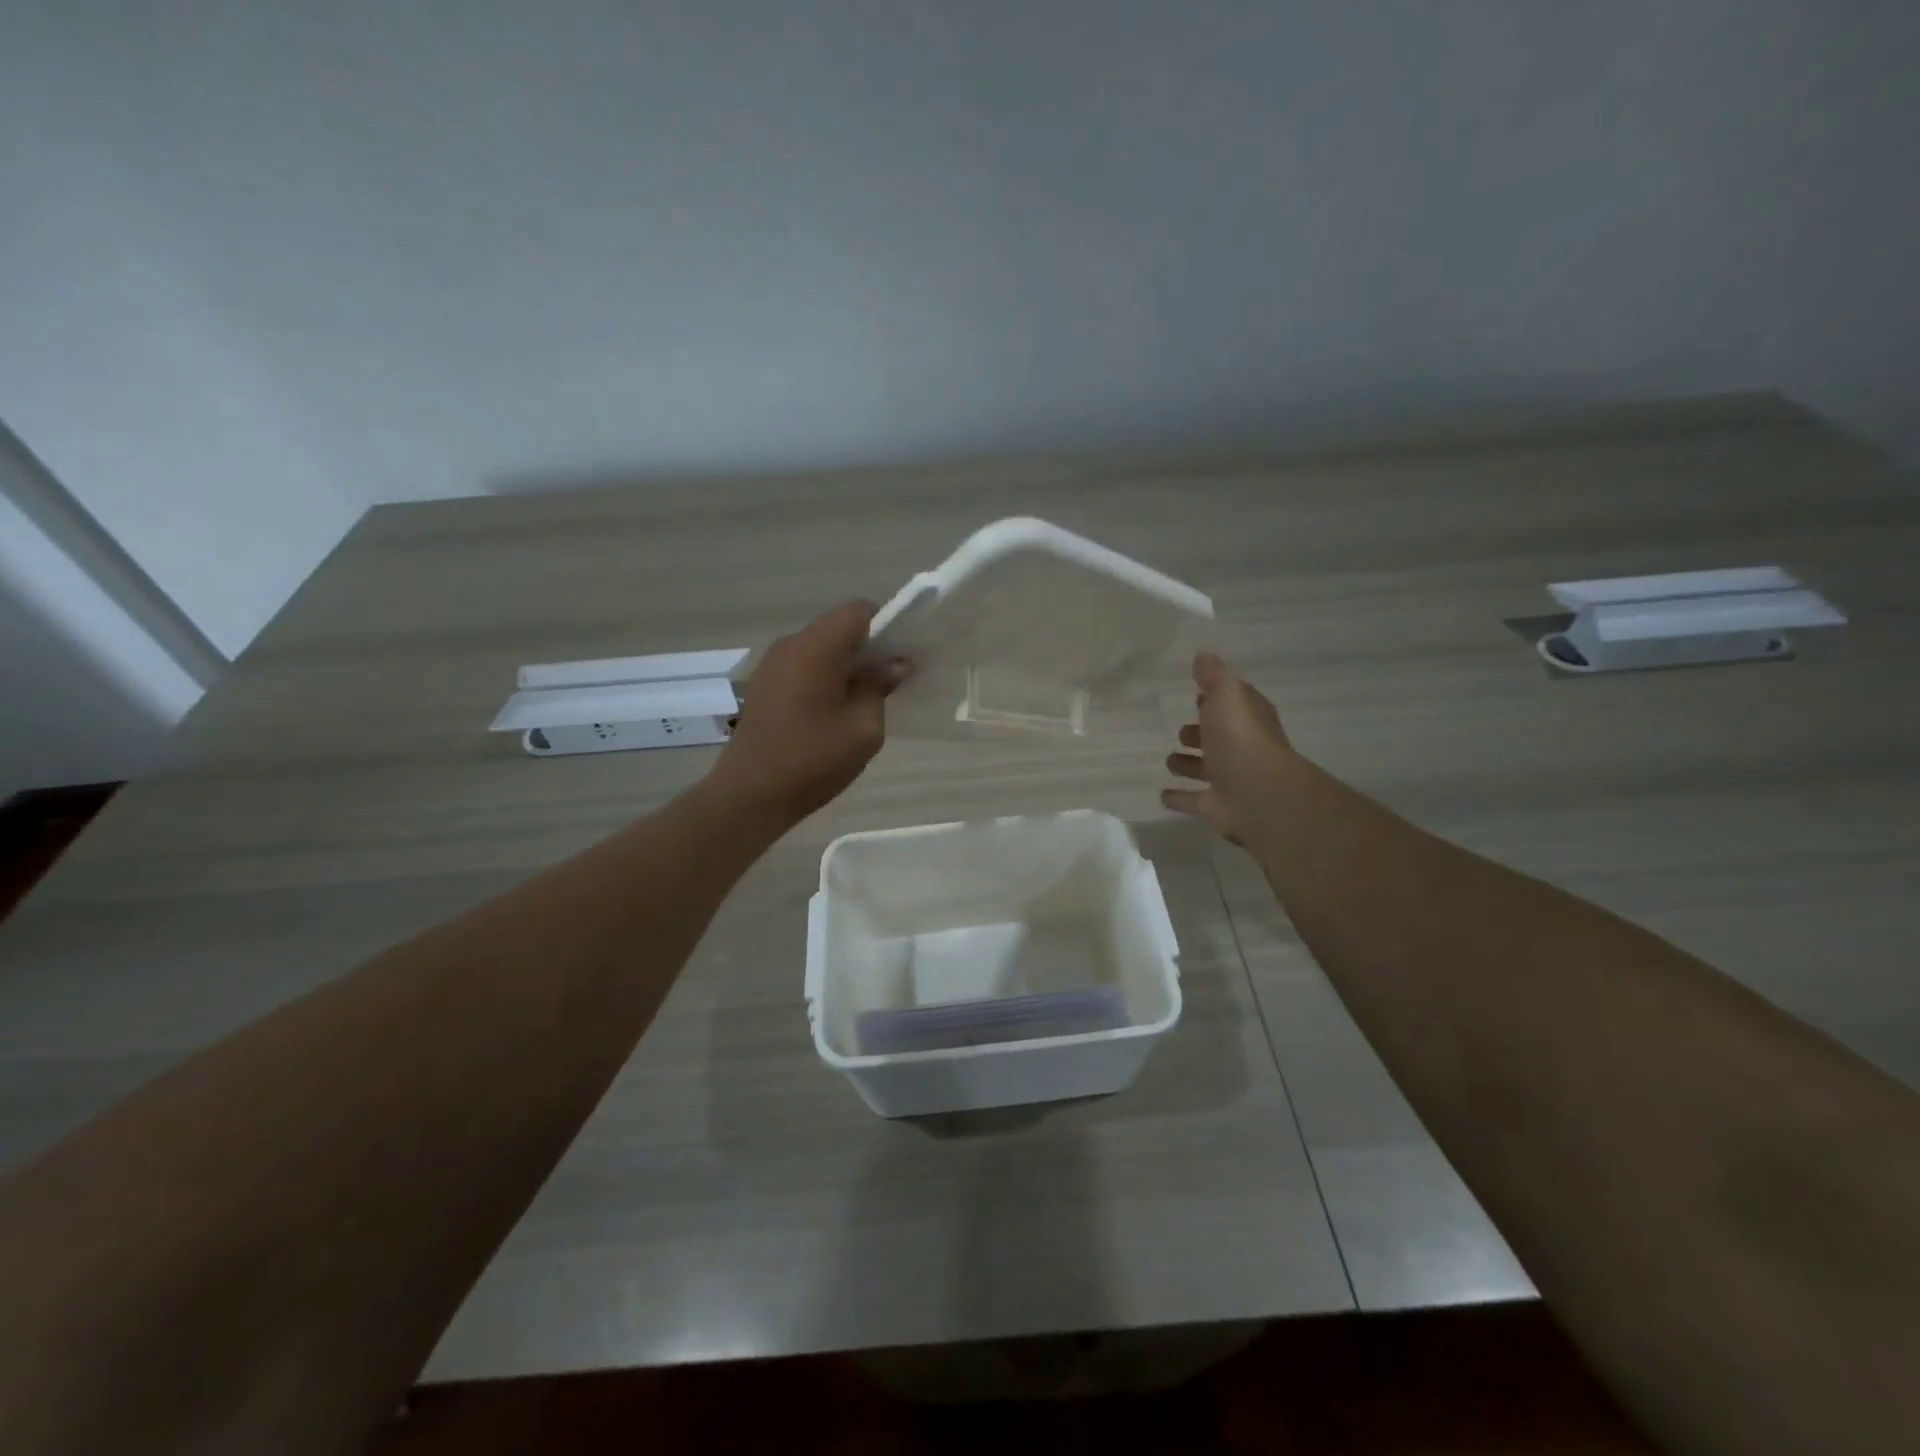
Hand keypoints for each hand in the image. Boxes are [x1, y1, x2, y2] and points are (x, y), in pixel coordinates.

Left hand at [709, 601, 911, 826]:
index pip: (859, 611)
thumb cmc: (813, 759)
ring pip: (821, 650)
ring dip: (846, 667)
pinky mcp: (764, 687)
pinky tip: (834, 714)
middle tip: (891, 684)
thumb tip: (896, 664)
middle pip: (838, 629)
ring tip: (863, 703)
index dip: (887, 626)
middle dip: (869, 649)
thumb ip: (880, 687)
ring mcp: (772, 665)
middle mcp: (790, 645)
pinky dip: (825, 679)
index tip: (902, 657)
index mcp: (816, 646)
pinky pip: (803, 668)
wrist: (750, 795)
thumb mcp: (864, 727)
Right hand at [1162, 653, 1298, 843]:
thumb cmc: (1241, 737)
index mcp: (1247, 719)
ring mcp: (1229, 780)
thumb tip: (1203, 656)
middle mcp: (1241, 749)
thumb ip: (1213, 676)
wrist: (1257, 793)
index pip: (1231, 705)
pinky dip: (1179, 798)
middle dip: (1200, 733)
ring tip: (1170, 759)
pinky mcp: (1215, 807)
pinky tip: (1163, 794)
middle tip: (1182, 731)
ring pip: (1205, 769)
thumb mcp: (1227, 693)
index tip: (1196, 695)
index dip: (1215, 700)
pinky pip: (1193, 800)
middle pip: (1218, 738)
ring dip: (1189, 764)